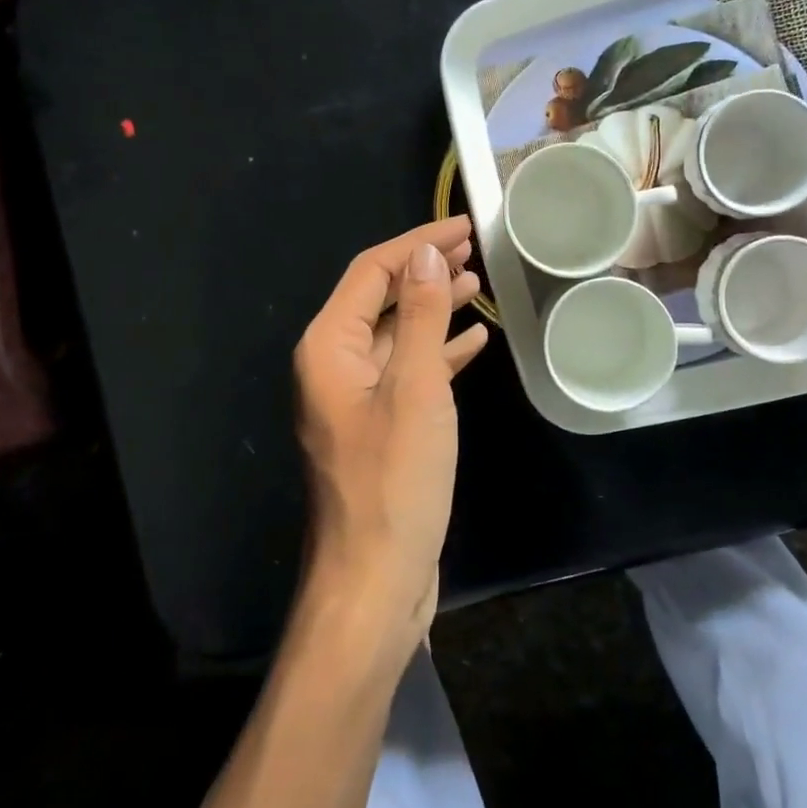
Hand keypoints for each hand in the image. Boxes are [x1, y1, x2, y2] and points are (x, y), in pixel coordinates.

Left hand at [293, 216, 489, 645]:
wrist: (374, 581)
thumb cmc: (394, 481)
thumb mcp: (415, 389)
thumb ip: (419, 316)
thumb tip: (425, 253)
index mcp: (329, 347)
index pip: (372, 272)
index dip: (416, 243)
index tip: (462, 226)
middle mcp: (334, 365)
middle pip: (380, 298)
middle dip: (425, 271)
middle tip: (474, 250)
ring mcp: (356, 399)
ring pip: (396, 335)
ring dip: (434, 307)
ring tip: (477, 284)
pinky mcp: (380, 428)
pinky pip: (408, 372)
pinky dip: (438, 352)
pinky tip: (473, 341)